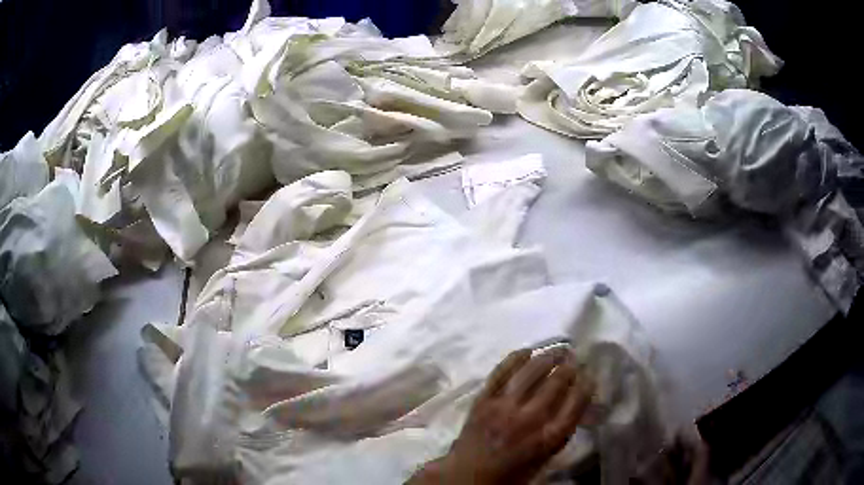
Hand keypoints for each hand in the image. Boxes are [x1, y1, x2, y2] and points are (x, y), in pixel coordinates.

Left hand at [409, 348, 593, 483]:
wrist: (466, 476)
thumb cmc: (510, 473)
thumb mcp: (544, 459)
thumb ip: (560, 431)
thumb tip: (574, 403)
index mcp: (548, 439)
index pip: (576, 404)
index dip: (586, 385)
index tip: (590, 374)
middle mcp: (529, 420)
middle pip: (557, 383)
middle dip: (570, 367)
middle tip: (575, 358)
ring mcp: (504, 408)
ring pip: (531, 372)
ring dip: (548, 356)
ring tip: (559, 349)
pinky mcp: (483, 401)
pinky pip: (501, 373)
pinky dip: (515, 359)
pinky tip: (527, 351)